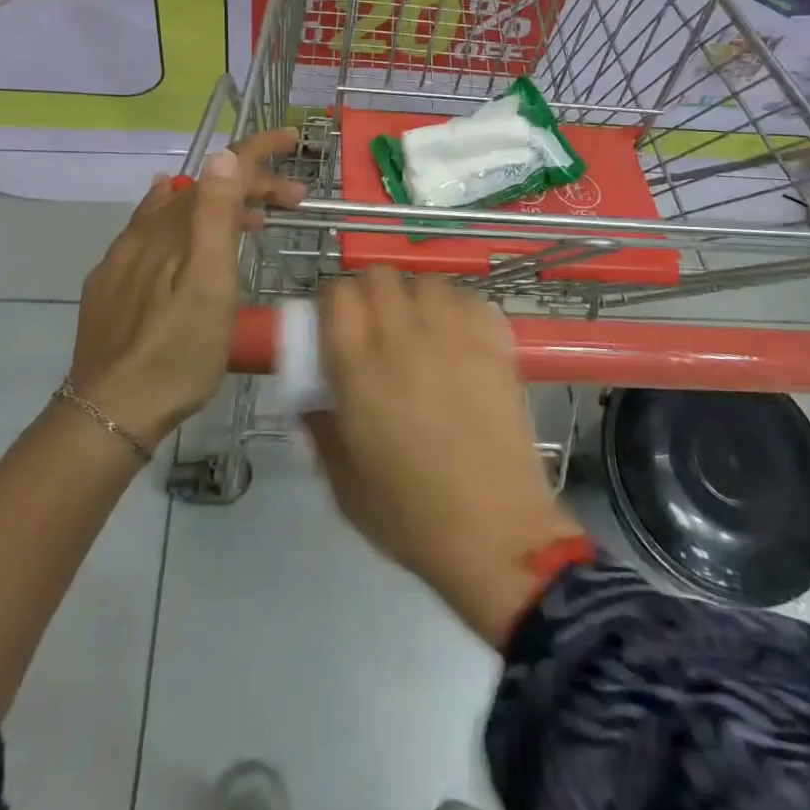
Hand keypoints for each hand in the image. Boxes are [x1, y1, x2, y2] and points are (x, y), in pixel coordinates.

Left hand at [69, 129, 306, 447]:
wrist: (112, 409)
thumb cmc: (178, 348)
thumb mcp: (209, 283)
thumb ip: (215, 216)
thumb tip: (223, 154)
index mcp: (176, 226)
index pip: (220, 169)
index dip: (259, 149)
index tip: (293, 139)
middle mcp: (147, 229)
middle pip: (204, 188)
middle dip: (252, 184)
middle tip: (293, 202)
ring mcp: (125, 255)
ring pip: (178, 209)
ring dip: (220, 204)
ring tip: (252, 220)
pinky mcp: (112, 282)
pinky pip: (150, 230)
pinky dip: (180, 219)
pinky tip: (180, 230)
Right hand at [305, 269, 583, 644]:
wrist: (496, 534)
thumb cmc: (411, 516)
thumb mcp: (343, 485)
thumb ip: (321, 431)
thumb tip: (313, 402)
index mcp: (358, 368)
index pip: (338, 295)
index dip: (334, 303)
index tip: (336, 324)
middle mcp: (403, 338)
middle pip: (380, 276)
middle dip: (371, 293)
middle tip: (375, 327)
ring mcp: (454, 336)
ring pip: (427, 282)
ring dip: (416, 298)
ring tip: (421, 330)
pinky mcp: (494, 345)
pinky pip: (470, 299)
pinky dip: (459, 308)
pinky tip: (458, 338)